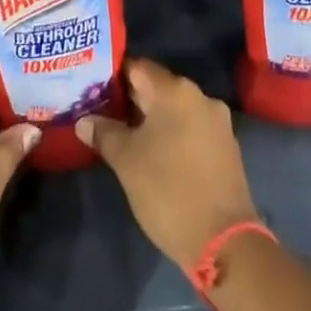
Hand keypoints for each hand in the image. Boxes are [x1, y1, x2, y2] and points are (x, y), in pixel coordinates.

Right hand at [76, 59, 258, 268]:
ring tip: (123, 134)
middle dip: (129, 99)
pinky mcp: (225, 147)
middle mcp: (199, 97)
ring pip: (174, 110)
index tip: (92, 88)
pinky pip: (190, 128)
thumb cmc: (168, 190)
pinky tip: (153, 152)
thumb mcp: (126, 161)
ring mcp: (216, 122)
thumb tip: (84, 121)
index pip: (137, 67)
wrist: (224, 242)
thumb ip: (103, 133)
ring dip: (150, 119)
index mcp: (175, 91)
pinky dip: (170, 134)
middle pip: (156, 87)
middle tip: (100, 112)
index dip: (112, 75)